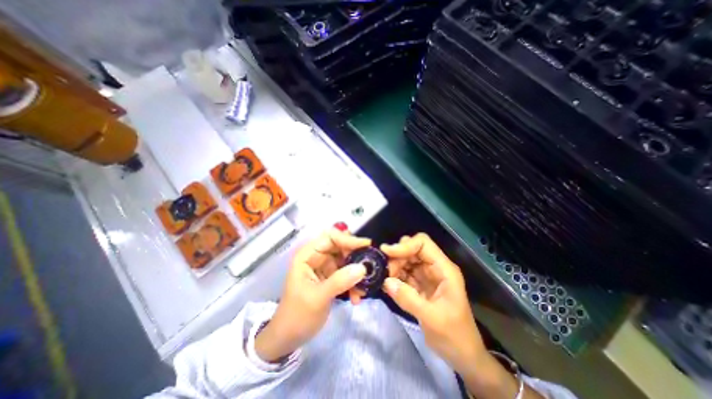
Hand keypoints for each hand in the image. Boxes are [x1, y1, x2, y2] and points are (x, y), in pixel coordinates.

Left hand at [254, 228, 369, 361]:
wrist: (290, 337)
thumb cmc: (297, 315)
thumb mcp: (317, 298)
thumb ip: (340, 281)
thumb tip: (363, 267)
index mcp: (307, 255)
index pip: (330, 237)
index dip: (348, 239)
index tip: (366, 246)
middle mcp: (317, 256)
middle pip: (341, 246)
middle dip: (356, 256)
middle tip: (370, 266)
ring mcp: (325, 266)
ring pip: (346, 260)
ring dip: (357, 272)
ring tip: (363, 289)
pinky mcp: (331, 277)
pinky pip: (347, 273)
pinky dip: (354, 282)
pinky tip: (356, 297)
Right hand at [381, 233, 486, 373]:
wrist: (463, 355)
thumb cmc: (454, 336)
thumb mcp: (432, 319)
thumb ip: (408, 299)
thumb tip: (386, 281)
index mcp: (444, 269)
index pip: (423, 243)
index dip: (405, 245)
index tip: (387, 253)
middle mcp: (435, 267)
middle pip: (412, 249)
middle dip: (397, 256)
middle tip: (385, 270)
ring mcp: (427, 275)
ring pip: (407, 260)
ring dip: (395, 266)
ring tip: (386, 279)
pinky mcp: (420, 284)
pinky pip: (405, 273)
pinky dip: (395, 276)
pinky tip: (388, 284)